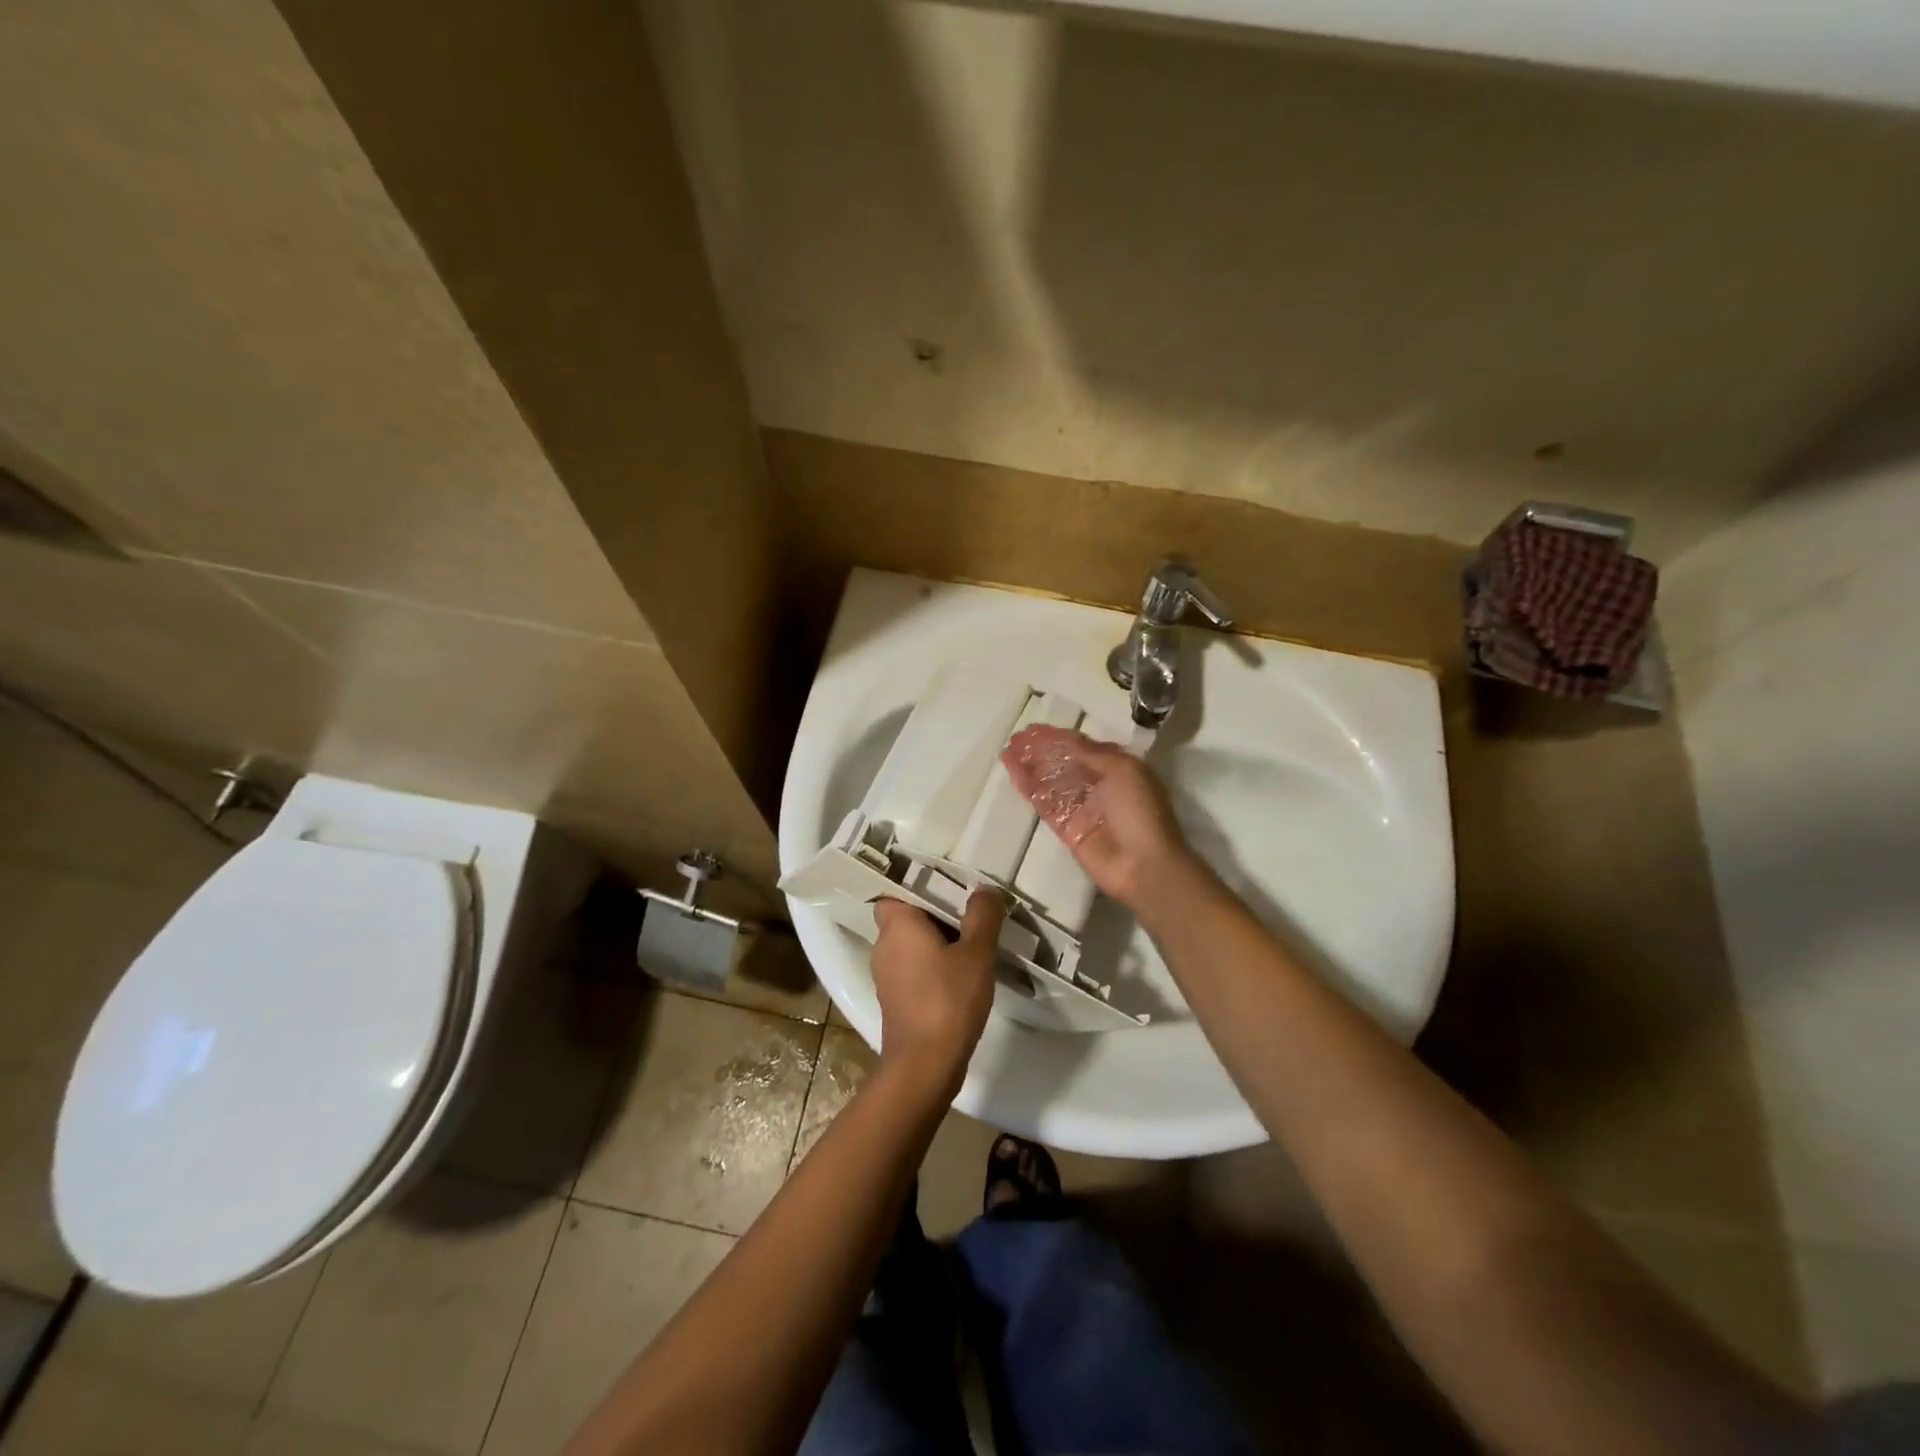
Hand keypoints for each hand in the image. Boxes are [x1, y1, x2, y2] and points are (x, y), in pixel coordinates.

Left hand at [870, 891, 1004, 1093]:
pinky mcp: (894, 1000)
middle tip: (969, 916)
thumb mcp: (976, 953)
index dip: (919, 888)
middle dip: (935, 916)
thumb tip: (984, 890)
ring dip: (935, 944)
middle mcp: (883, 946)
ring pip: (910, 946)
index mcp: (897, 925)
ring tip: (970, 946)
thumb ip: (982, 916)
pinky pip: (912, 970)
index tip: (949, 890)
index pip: (895, 892)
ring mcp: (885, 976)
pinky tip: (959, 978)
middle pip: (906, 918)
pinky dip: (931, 968)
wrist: (924, 1066)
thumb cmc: (948, 1000)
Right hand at [1001, 725, 1194, 908]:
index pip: (1082, 746)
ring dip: (1030, 766)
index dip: (1058, 737)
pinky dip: (1028, 787)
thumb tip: (1064, 741)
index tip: (1033, 729)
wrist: (1143, 864)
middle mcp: (1098, 784)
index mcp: (1117, 768)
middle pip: (1063, 762)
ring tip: (1008, 751)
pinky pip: (1043, 803)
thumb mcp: (1122, 770)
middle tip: (1016, 739)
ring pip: (1050, 781)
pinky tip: (1013, 773)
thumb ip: (1091, 754)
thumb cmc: (1139, 810)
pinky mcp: (1066, 828)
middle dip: (1041, 750)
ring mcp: (1080, 807)